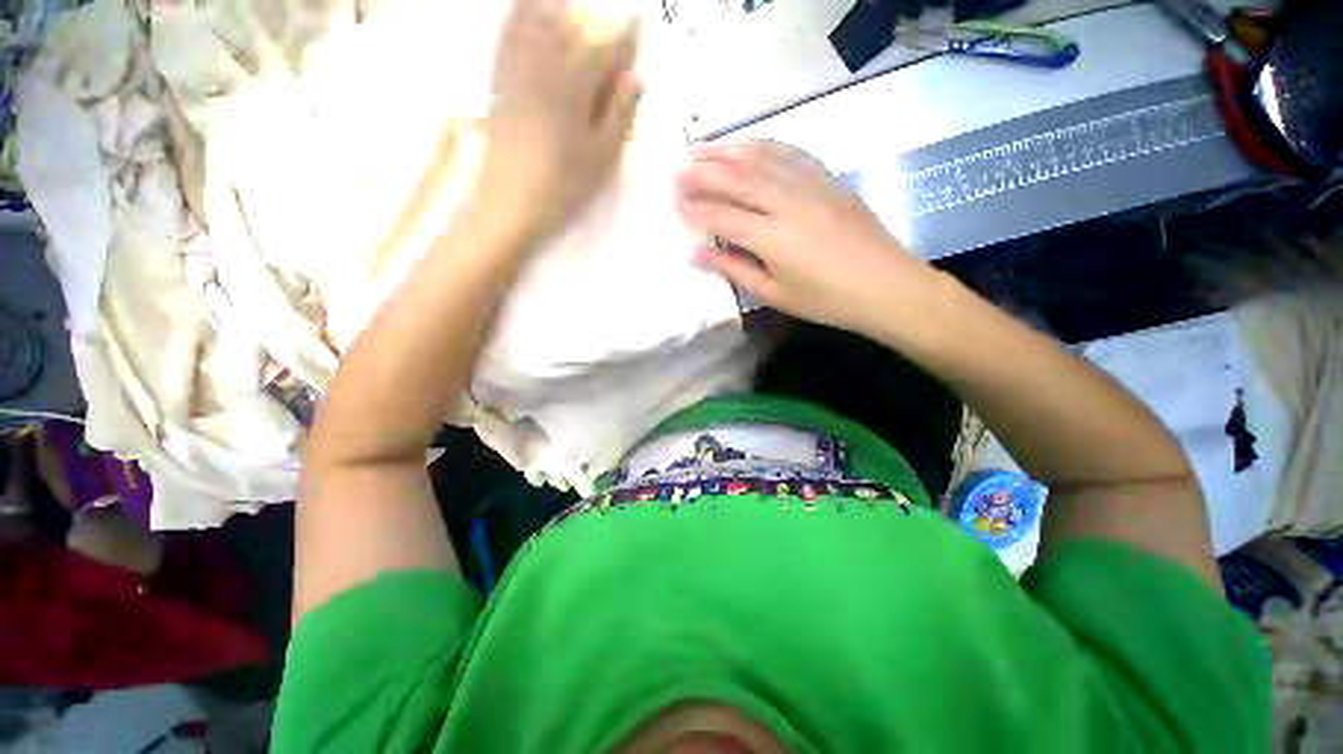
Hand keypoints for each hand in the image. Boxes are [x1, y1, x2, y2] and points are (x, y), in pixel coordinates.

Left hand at [476, 0, 641, 241]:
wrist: (508, 201)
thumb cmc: (563, 185)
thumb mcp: (602, 158)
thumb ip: (619, 115)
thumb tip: (635, 78)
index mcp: (575, 86)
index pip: (606, 48)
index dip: (626, 35)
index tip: (638, 20)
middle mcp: (544, 66)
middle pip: (571, 23)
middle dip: (591, 16)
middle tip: (608, 21)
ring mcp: (517, 70)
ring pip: (535, 19)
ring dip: (555, 7)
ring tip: (569, 7)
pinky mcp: (499, 81)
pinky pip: (508, 34)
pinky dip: (519, 15)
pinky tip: (527, 8)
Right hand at [677, 141, 943, 337]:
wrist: (886, 286)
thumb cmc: (826, 300)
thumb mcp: (774, 294)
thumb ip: (734, 270)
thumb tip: (696, 255)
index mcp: (771, 238)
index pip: (721, 217)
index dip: (694, 209)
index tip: (672, 201)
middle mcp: (786, 202)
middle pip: (736, 179)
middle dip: (702, 172)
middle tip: (677, 167)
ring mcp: (810, 185)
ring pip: (761, 158)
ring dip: (728, 151)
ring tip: (702, 147)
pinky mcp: (827, 179)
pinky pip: (790, 153)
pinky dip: (764, 146)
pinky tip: (748, 145)